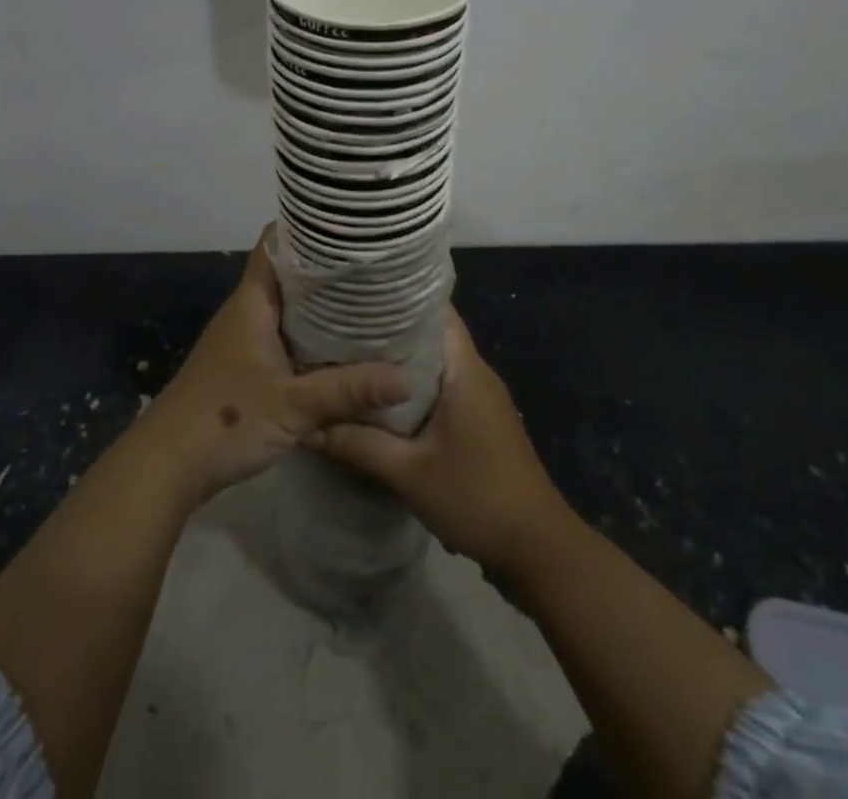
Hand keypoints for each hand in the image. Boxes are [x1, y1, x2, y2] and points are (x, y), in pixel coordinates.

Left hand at [143, 229, 409, 503]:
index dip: (307, 229)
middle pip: (287, 275)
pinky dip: (309, 336)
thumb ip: (348, 390)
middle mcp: (246, 312)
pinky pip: (282, 337)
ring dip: (319, 306)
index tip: (348, 226)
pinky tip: (339, 348)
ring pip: (286, 309)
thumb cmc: (226, 419)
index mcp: (252, 302)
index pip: (276, 245)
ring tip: (367, 301)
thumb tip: (406, 378)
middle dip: (326, 271)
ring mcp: (243, 340)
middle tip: (373, 267)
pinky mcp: (244, 367)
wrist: (168, 465)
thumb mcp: (294, 405)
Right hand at [309, 307, 567, 577]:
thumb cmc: (477, 498)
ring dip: (400, 362)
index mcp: (465, 369)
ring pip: (435, 364)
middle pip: (431, 334)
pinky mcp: (481, 423)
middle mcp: (476, 374)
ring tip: (353, 359)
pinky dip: (413, 388)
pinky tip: (380, 402)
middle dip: (390, 329)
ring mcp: (481, 399)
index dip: (398, 297)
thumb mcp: (409, 474)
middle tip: (342, 328)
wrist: (539, 551)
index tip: (358, 295)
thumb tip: (308, 427)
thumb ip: (358, 446)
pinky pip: (442, 388)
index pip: (435, 310)